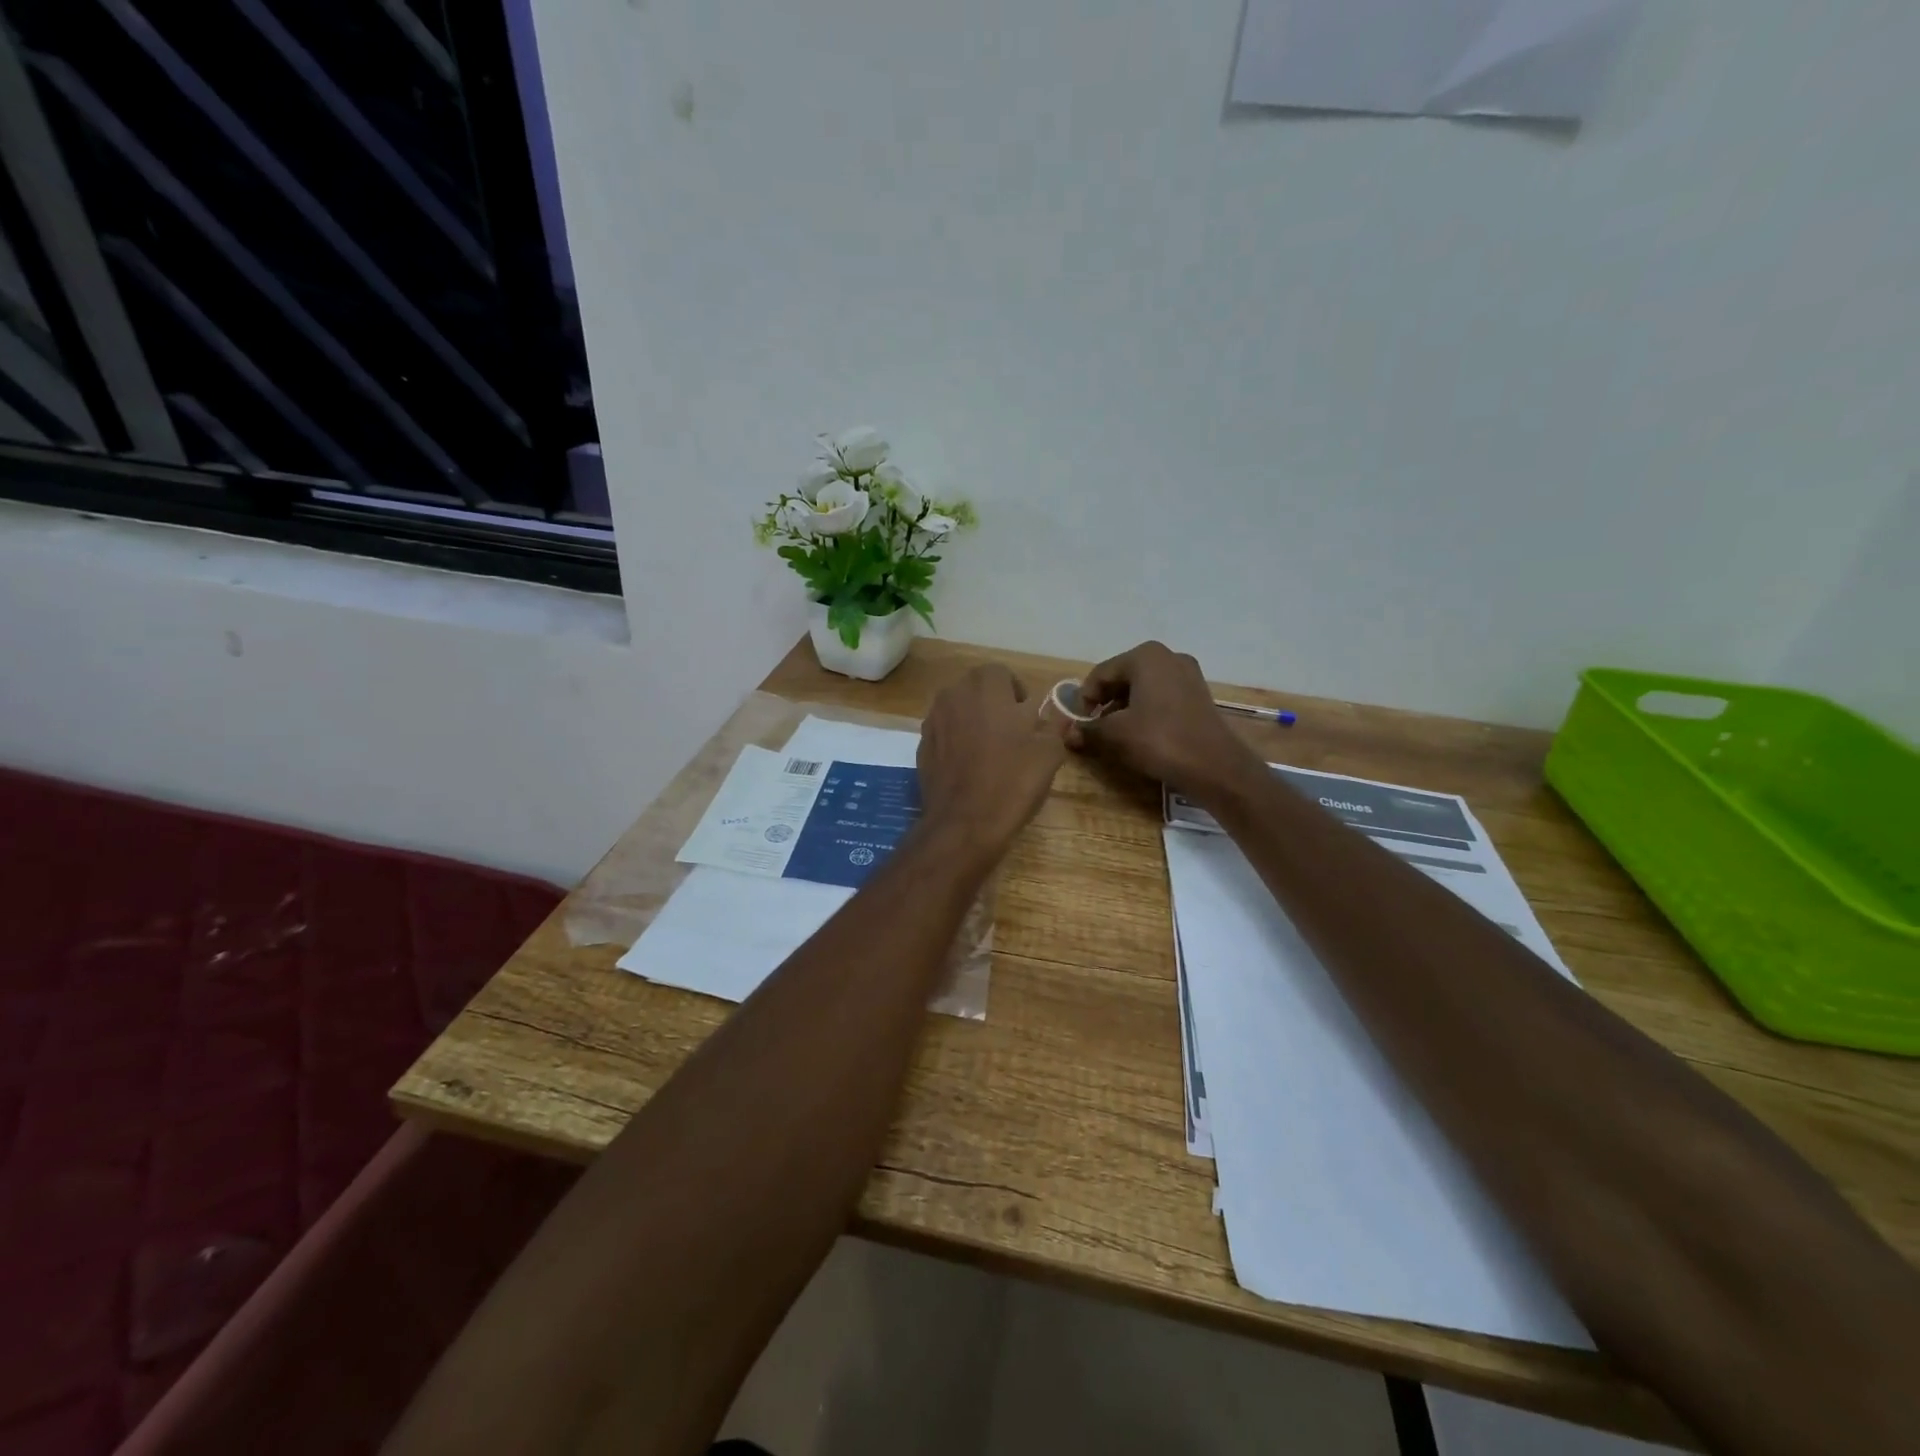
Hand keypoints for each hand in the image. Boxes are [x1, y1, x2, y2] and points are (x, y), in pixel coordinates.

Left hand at [918, 664, 1067, 863]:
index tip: (1028, 718)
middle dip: (993, 703)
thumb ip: (1053, 725)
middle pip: (976, 688)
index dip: (1017, 693)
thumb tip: (1055, 716)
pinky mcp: (921, 746)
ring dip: (973, 721)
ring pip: (957, 709)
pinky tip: (969, 768)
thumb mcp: (1049, 752)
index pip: (1001, 673)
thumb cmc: (1012, 781)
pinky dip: (956, 742)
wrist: (964, 823)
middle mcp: (953, 695)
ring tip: (990, 751)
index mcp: (986, 687)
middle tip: (1011, 733)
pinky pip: (944, 733)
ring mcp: (932, 720)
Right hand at [1068, 642, 1262, 802]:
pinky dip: (1146, 712)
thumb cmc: (1159, 740)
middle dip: (1104, 703)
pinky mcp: (1199, 695)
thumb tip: (1067, 734)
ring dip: (1124, 709)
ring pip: (1142, 688)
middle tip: (1094, 728)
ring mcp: (1188, 675)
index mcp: (1145, 656)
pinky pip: (1162, 697)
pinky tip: (1141, 735)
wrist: (1215, 766)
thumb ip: (1088, 730)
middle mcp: (1168, 657)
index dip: (1084, 699)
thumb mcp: (1115, 735)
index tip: (1078, 723)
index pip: (1101, 674)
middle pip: (1122, 678)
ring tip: (1115, 735)